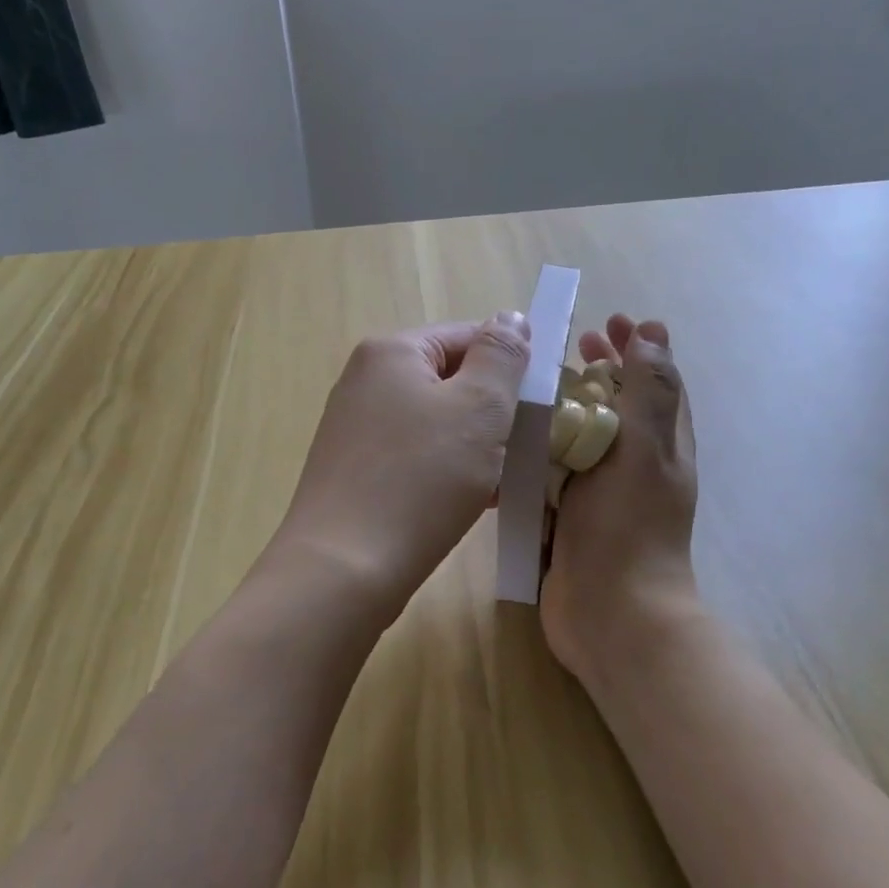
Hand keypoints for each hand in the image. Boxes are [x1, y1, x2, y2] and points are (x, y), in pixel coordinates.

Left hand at [277, 314, 532, 607]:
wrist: (344, 569)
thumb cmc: (421, 478)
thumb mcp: (479, 407)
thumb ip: (501, 356)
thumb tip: (510, 318)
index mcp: (392, 351)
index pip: (468, 336)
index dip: (512, 365)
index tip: (544, 405)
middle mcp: (366, 380)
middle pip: (451, 380)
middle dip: (495, 410)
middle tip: (529, 446)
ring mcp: (356, 427)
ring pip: (436, 422)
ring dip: (476, 444)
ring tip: (507, 478)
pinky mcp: (355, 471)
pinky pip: (416, 455)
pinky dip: (448, 470)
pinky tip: (475, 500)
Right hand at [542, 315, 700, 679]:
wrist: (611, 615)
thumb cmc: (630, 528)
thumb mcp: (645, 451)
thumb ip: (648, 392)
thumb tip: (654, 332)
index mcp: (662, 446)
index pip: (656, 382)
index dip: (638, 348)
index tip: (611, 320)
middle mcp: (634, 465)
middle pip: (618, 404)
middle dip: (600, 370)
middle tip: (572, 344)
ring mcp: (600, 492)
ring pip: (581, 435)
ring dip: (563, 406)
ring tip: (533, 383)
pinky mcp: (568, 515)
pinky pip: (553, 470)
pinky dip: (538, 447)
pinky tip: (510, 437)